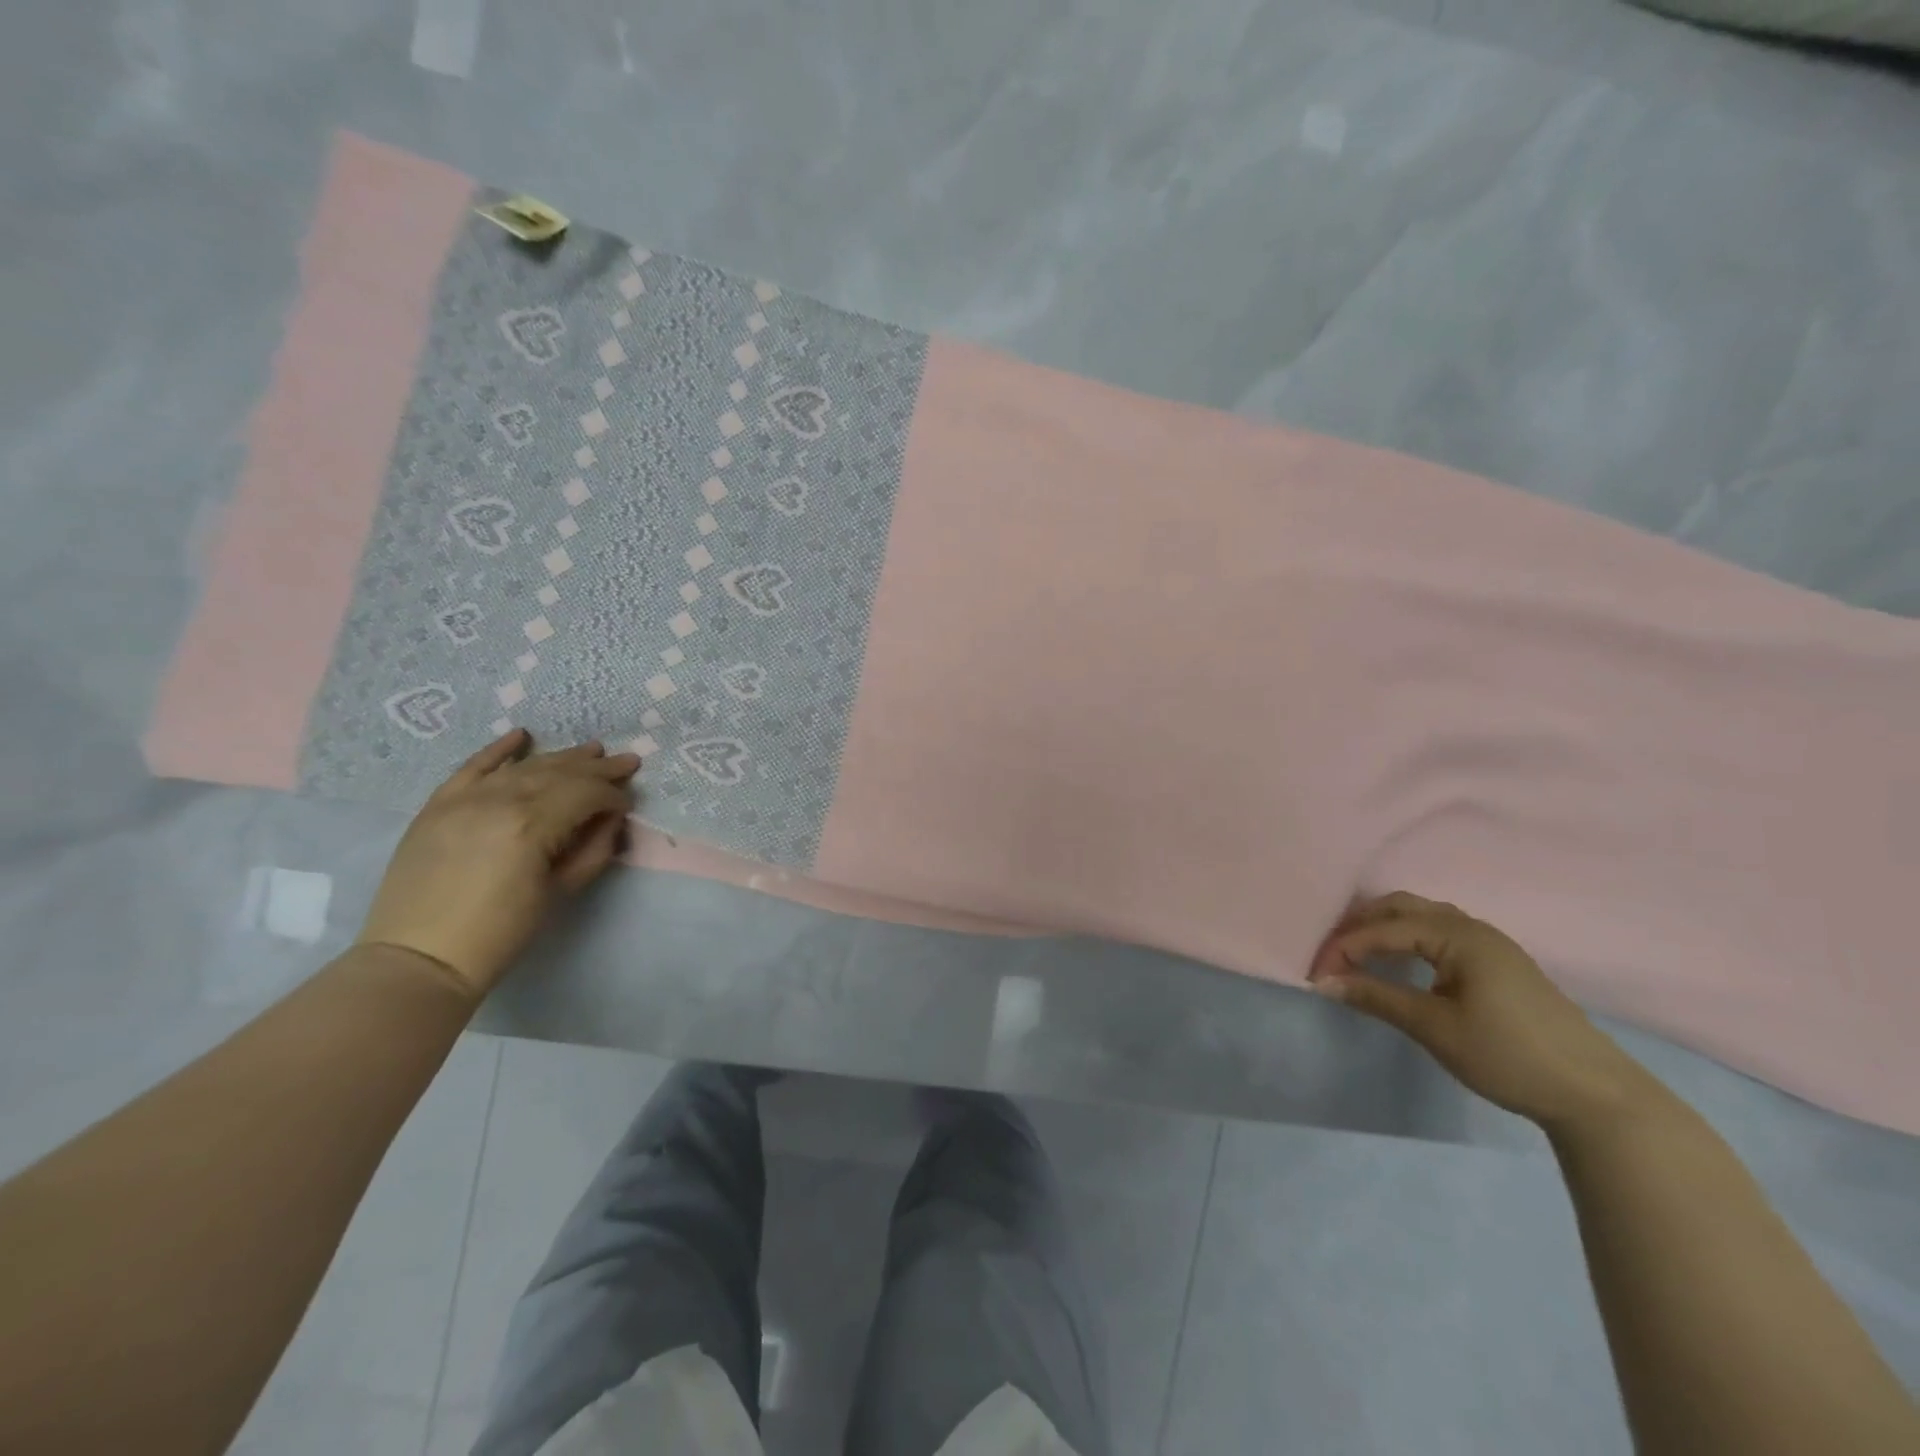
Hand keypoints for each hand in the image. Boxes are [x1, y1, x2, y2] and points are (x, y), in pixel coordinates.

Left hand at [357, 730, 641, 996]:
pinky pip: (472, 767)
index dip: (613, 796)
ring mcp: (464, 799)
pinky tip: (521, 735)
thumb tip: (612, 819)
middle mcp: (499, 800)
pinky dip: (498, 750)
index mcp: (532, 825)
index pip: (586, 794)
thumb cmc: (501, 932)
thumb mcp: (560, 893)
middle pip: (559, 773)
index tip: (628, 804)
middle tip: (627, 762)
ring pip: (524, 767)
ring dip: (561, 757)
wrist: (420, 957)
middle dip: (597, 768)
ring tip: (591, 750)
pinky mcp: (438, 805)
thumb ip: (594, 850)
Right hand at [1307, 892, 1665, 1131]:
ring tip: (1357, 954)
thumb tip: (1324, 982)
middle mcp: (1473, 928)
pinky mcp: (1499, 963)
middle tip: (1331, 954)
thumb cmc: (1508, 1055)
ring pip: (1422, 917)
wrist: (1595, 1095)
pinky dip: (1407, 938)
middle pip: (1401, 907)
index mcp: (1458, 936)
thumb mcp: (1434, 1027)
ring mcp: (1490, 944)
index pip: (1384, 929)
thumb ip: (1376, 998)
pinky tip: (1399, 962)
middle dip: (1360, 925)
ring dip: (1384, 928)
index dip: (1344, 947)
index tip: (1316, 974)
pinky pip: (1439, 932)